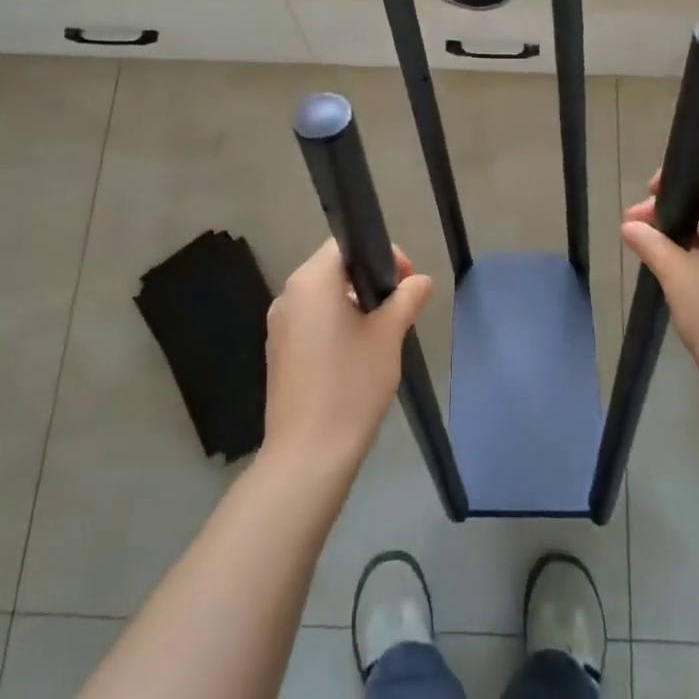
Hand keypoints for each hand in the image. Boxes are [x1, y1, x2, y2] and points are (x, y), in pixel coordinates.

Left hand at [263, 240, 433, 478]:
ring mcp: (279, 325)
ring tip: (383, 333)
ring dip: (353, 303)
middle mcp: (288, 295)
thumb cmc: (352, 385)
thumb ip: (406, 299)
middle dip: (369, 280)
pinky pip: (311, 321)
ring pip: (322, 297)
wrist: (308, 453)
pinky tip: (356, 355)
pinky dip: (335, 324)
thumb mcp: (388, 336)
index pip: (346, 245)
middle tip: (400, 307)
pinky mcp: (278, 351)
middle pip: (333, 269)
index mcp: (311, 281)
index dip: (382, 255)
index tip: (406, 282)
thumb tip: (420, 281)